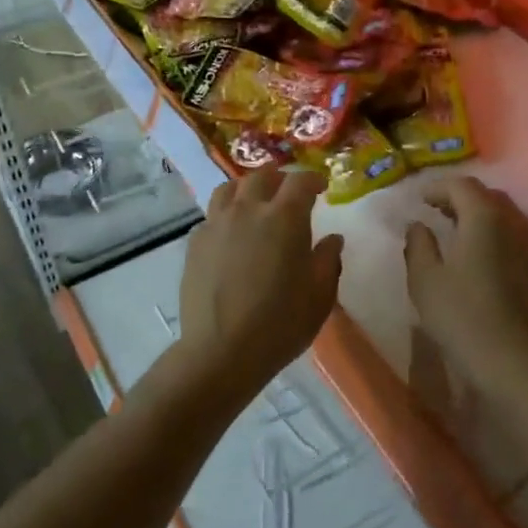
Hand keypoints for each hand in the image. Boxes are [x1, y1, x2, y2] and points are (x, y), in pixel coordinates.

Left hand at [174, 170, 343, 408]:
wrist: (220, 351)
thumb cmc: (280, 324)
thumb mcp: (319, 296)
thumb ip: (328, 260)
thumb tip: (333, 239)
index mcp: (284, 218)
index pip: (300, 181)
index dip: (313, 179)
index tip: (321, 187)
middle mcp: (248, 210)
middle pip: (262, 176)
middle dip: (279, 179)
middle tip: (289, 193)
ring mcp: (217, 224)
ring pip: (229, 188)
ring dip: (247, 189)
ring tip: (255, 203)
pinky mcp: (195, 242)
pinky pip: (212, 215)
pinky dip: (225, 215)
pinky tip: (230, 234)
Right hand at [403, 176, 527, 398]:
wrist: (518, 365)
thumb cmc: (464, 318)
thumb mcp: (425, 280)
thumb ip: (418, 244)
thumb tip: (418, 224)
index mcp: (485, 217)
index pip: (462, 185)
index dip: (438, 187)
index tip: (419, 200)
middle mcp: (514, 223)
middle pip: (487, 196)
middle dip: (460, 198)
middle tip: (437, 211)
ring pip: (505, 217)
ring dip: (480, 216)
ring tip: (457, 232)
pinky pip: (516, 237)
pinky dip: (496, 235)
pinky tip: (481, 257)